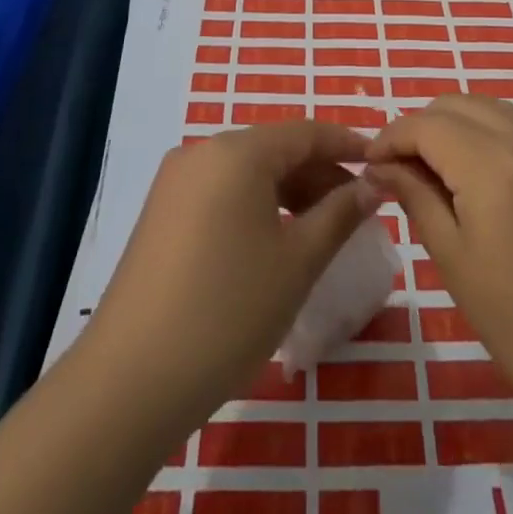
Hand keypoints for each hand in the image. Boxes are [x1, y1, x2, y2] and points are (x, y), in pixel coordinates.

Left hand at [78, 119, 379, 433]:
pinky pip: (222, 193)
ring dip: (290, 192)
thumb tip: (372, 185)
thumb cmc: (228, 311)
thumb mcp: (298, 262)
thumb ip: (340, 214)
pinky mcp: (162, 213)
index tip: (381, 162)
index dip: (346, 145)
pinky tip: (276, 241)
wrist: (131, 380)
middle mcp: (202, 152)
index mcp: (237, 151)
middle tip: (359, 209)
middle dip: (320, 174)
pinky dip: (257, 206)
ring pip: (248, 172)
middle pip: (275, 150)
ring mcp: (176, 182)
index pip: (305, 133)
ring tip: (324, 228)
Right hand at [366, 95, 512, 440]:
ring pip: (490, 109)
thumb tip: (381, 167)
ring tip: (436, 172)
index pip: (426, 124)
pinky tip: (481, 180)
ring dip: (455, 126)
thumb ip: (416, 199)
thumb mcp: (457, 264)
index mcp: (491, 164)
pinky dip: (488, 135)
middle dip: (420, 127)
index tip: (369, 165)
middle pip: (457, 104)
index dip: (390, 138)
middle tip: (400, 170)